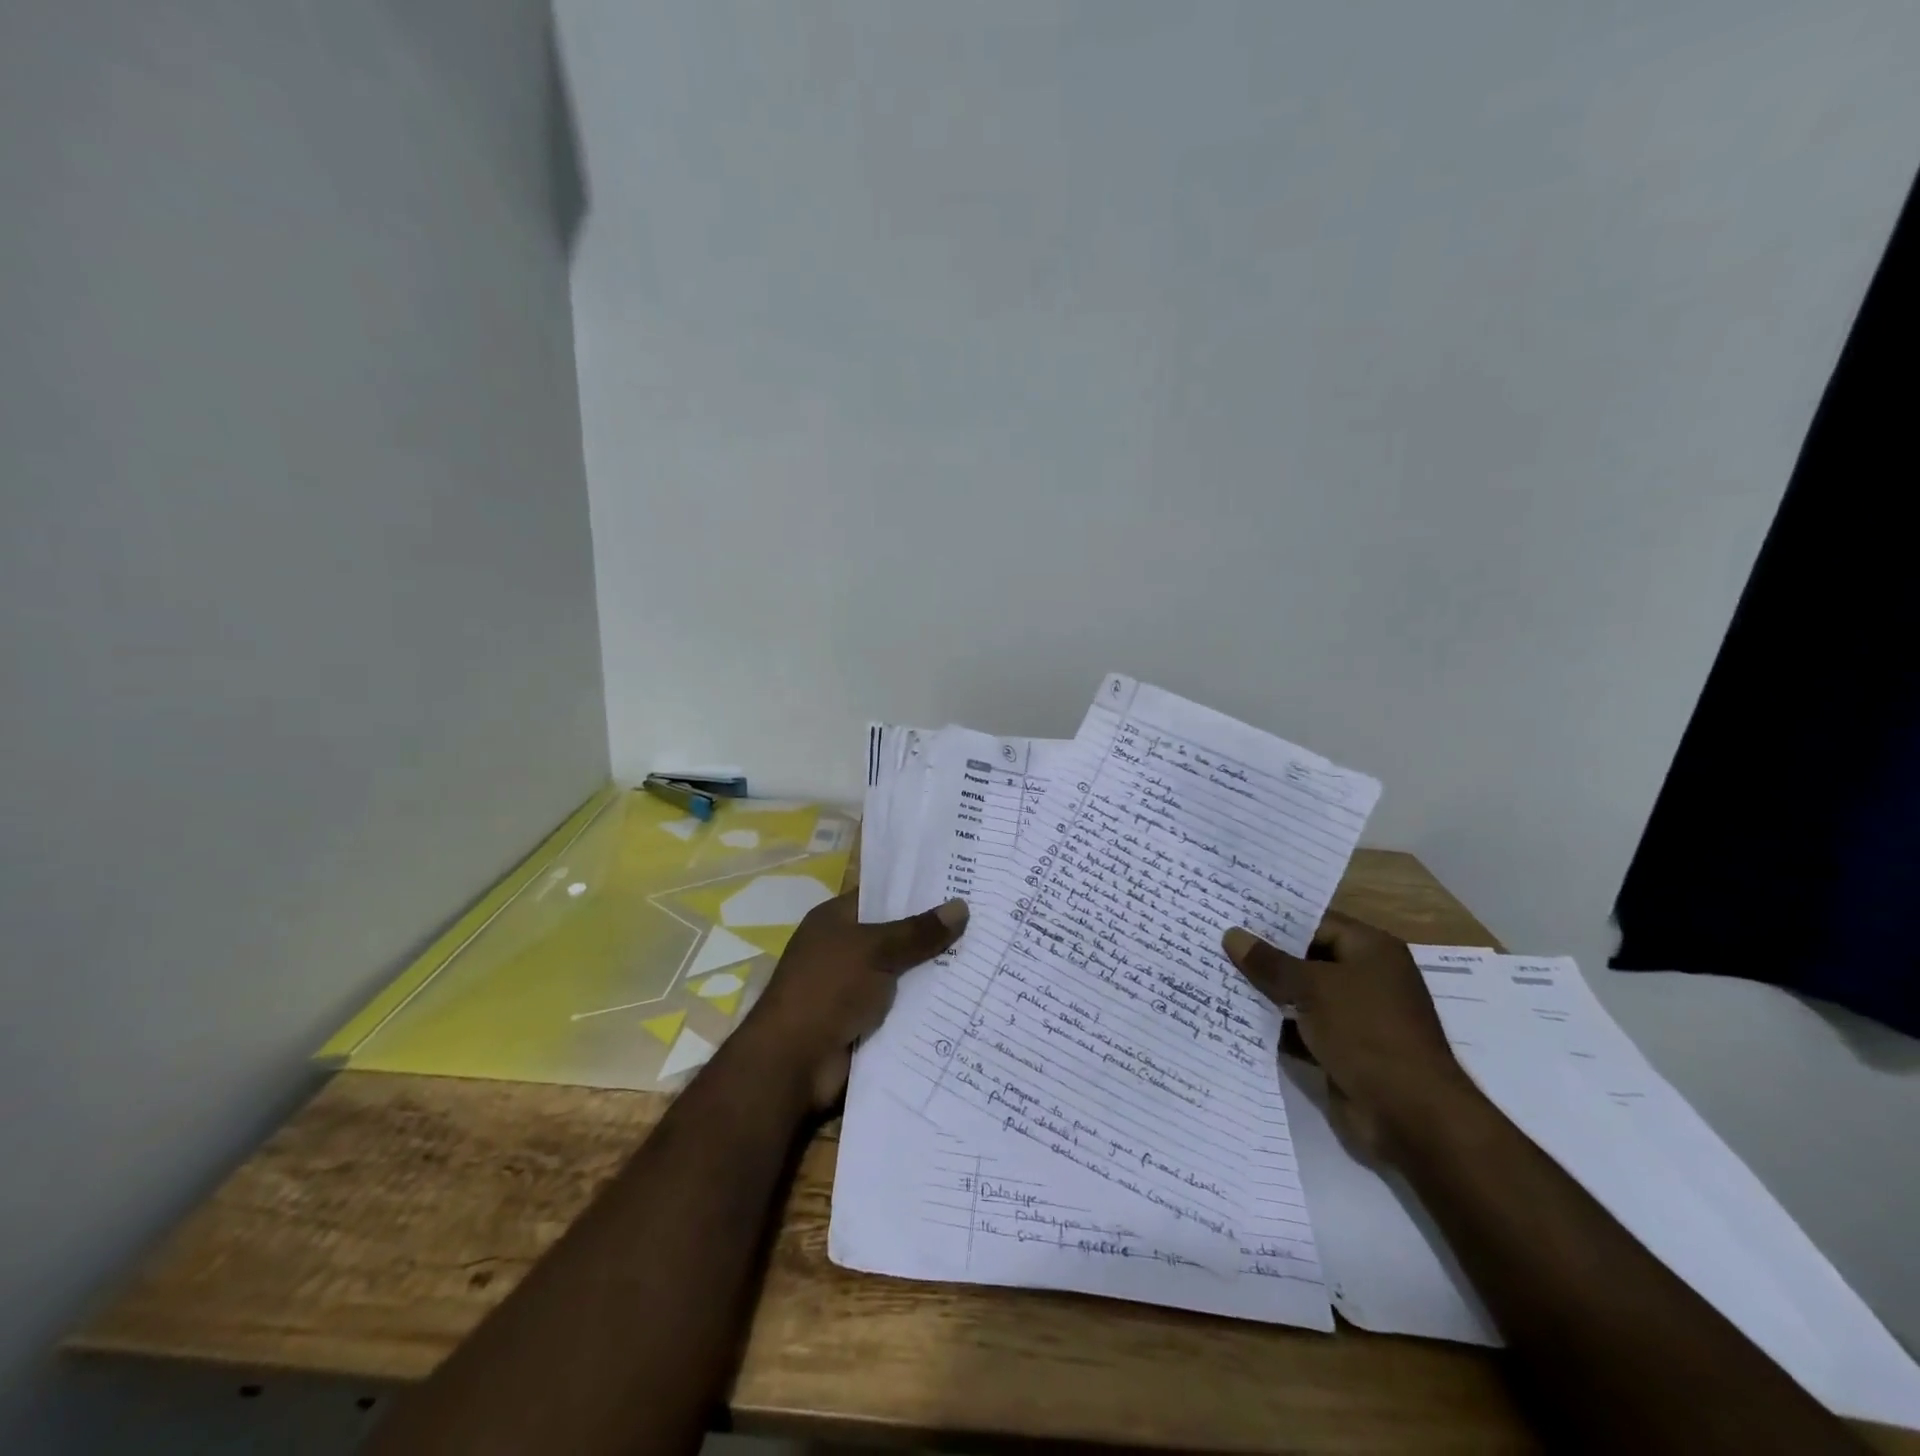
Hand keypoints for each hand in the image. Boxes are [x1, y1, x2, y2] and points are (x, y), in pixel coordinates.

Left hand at [740, 891, 967, 1110]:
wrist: (793, 1063)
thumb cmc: (827, 990)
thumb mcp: (875, 950)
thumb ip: (918, 932)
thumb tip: (962, 906)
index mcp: (836, 920)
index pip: (882, 895)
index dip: (918, 890)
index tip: (961, 885)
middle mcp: (844, 950)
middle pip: (897, 935)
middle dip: (935, 933)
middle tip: (986, 922)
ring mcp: (853, 988)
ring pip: (904, 973)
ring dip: (935, 973)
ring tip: (987, 959)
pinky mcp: (865, 1022)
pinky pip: (903, 1007)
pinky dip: (926, 1006)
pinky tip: (967, 999)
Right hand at [1222, 910, 1480, 1160]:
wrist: (1411, 1115)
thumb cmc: (1367, 1032)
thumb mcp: (1314, 988)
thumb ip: (1270, 962)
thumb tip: (1232, 935)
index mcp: (1371, 950)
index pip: (1316, 921)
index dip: (1274, 917)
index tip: (1232, 911)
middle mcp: (1365, 977)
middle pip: (1306, 957)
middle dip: (1264, 953)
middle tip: (1214, 938)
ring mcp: (1354, 1016)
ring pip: (1300, 994)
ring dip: (1264, 991)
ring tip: (1214, 972)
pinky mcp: (1341, 1050)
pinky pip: (1300, 1028)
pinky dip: (1274, 1025)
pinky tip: (1233, 1016)